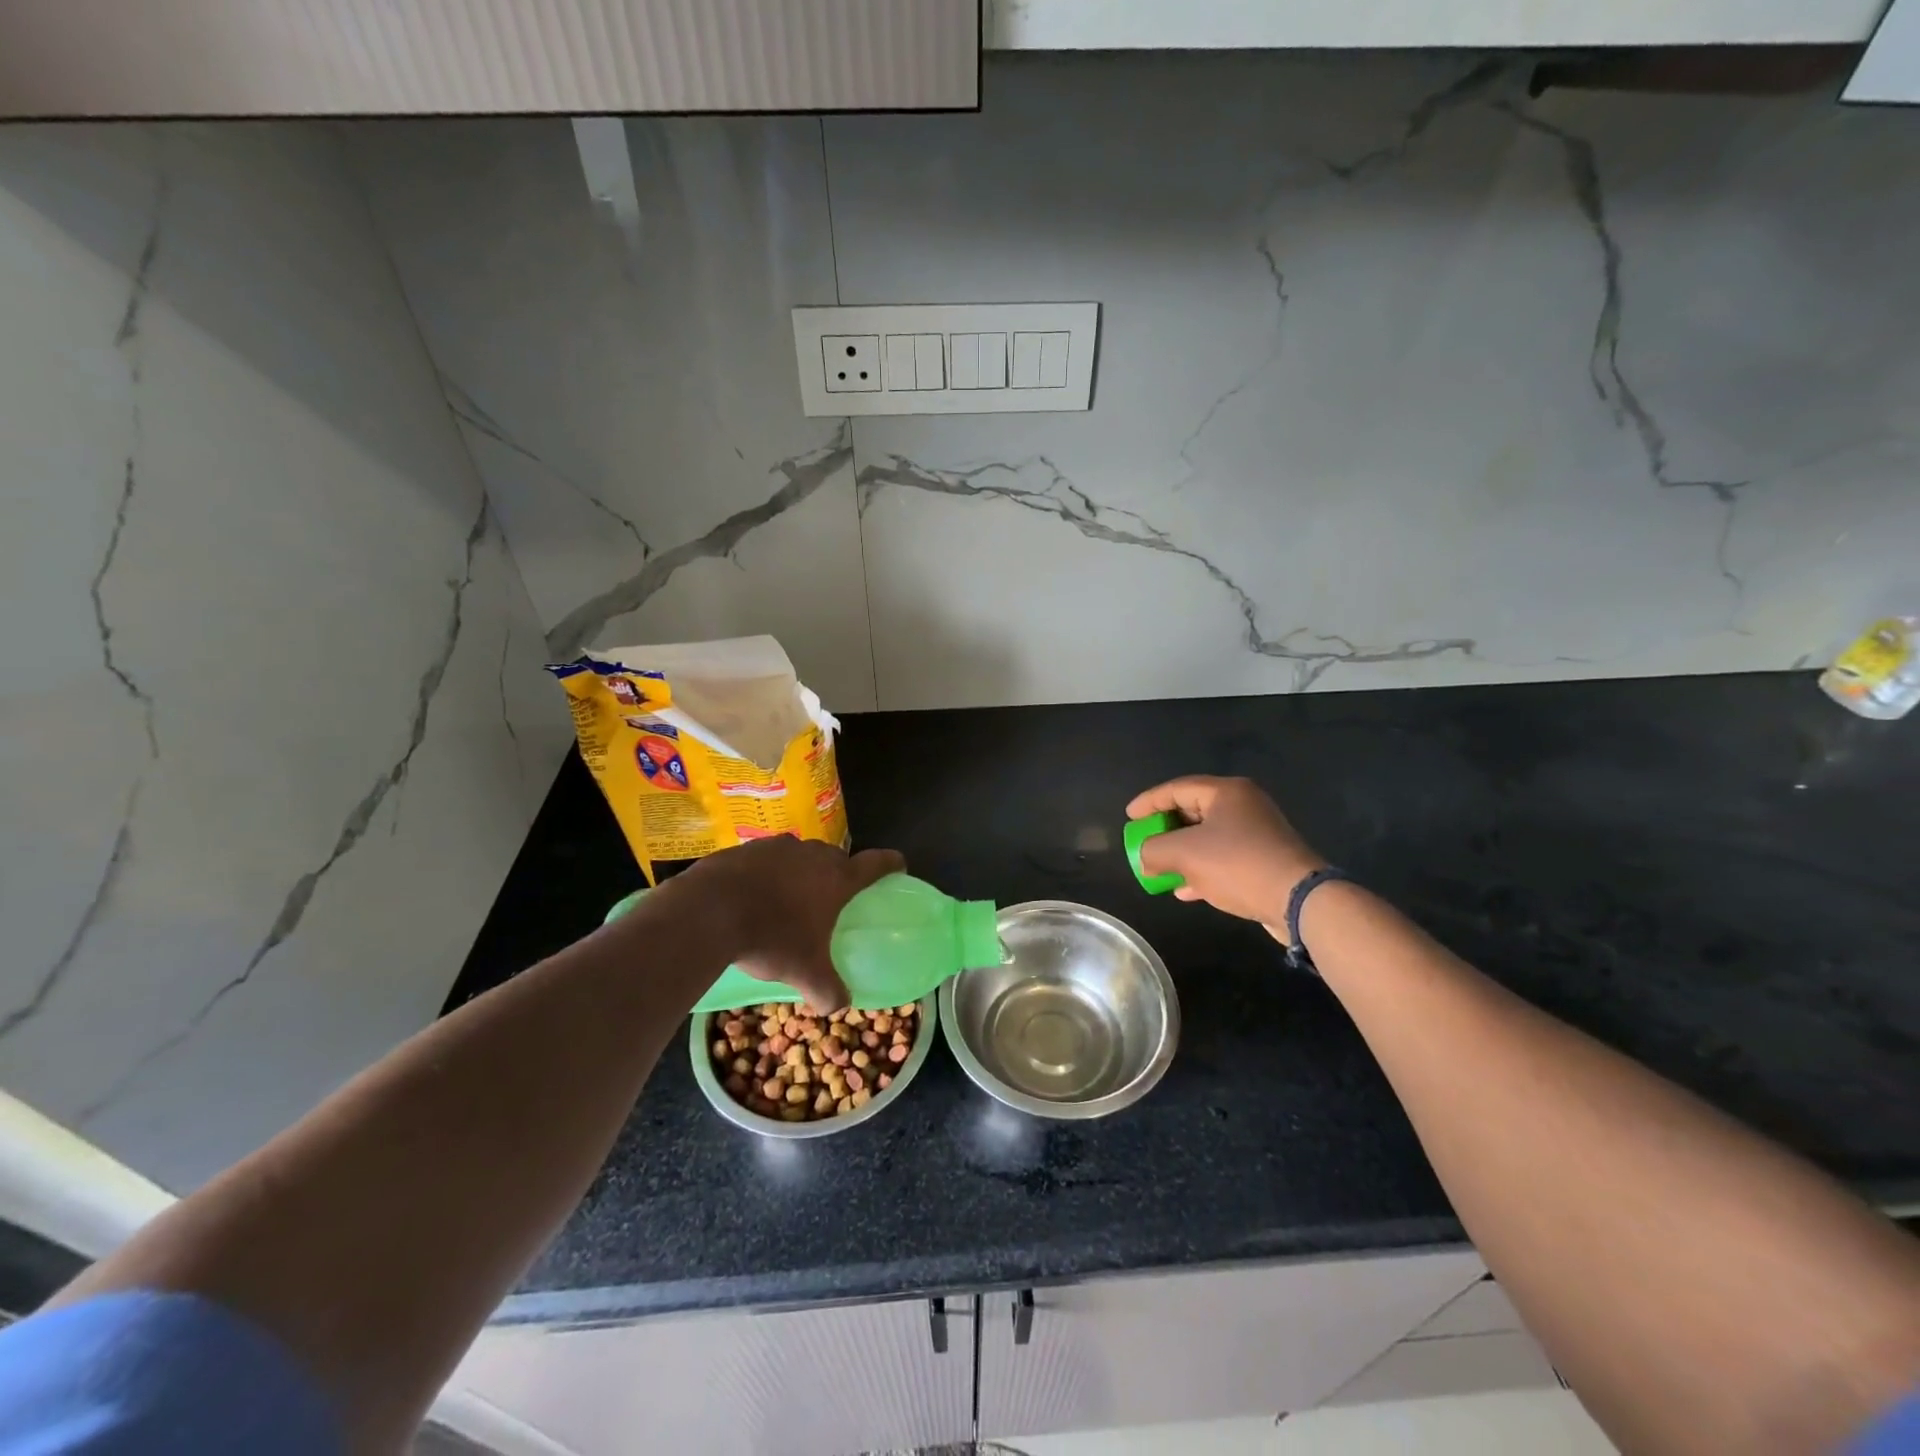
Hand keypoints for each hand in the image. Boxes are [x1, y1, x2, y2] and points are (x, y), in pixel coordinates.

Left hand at [668, 836, 905, 1010]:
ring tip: (787, 899)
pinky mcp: (744, 848)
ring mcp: (776, 847)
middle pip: (835, 857)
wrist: (708, 912)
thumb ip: (828, 990)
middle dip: (837, 874)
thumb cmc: (771, 938)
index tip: (898, 865)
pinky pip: (765, 859)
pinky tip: (752, 897)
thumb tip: (839, 1005)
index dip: (891, 863)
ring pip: (798, 856)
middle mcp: (812, 855)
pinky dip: (766, 874)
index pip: (876, 863)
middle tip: (831, 899)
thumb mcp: (804, 973)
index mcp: (837, 878)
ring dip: (799, 872)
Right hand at [1127, 776, 1324, 929]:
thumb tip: (1145, 858)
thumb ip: (1154, 850)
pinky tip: (1185, 889)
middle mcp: (1244, 806)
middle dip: (1165, 830)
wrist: (1298, 900)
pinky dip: (1202, 869)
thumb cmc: (1237, 864)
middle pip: (1193, 811)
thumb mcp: (1184, 854)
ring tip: (1160, 868)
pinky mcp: (1265, 860)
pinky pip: (1224, 858)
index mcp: (1226, 792)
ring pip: (1208, 838)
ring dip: (1182, 853)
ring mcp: (1257, 833)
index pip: (1177, 788)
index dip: (1149, 802)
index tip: (1129, 817)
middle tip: (1145, 842)